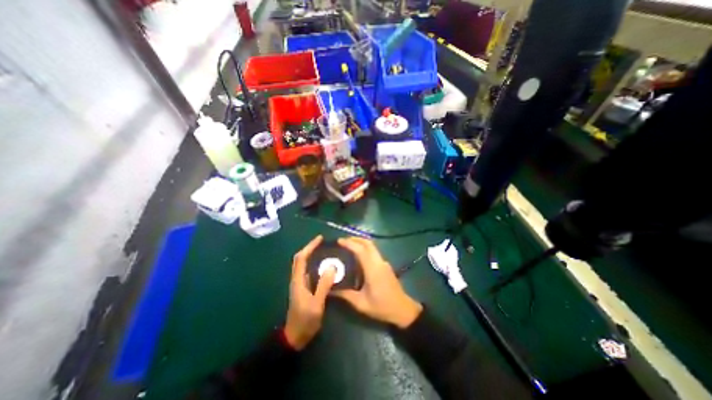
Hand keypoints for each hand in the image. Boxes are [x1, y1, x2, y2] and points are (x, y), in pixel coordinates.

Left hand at [284, 235, 336, 348]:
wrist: (295, 337)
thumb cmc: (305, 320)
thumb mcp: (316, 304)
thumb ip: (323, 285)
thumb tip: (332, 267)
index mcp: (298, 280)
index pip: (301, 258)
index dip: (310, 246)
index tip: (320, 239)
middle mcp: (297, 279)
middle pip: (300, 258)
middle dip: (310, 248)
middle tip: (322, 243)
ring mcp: (299, 284)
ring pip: (303, 264)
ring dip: (311, 255)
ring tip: (324, 251)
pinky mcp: (303, 288)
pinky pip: (308, 271)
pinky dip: (314, 264)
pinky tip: (324, 266)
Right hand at [335, 237, 421, 327]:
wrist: (403, 310)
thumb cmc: (382, 307)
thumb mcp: (361, 303)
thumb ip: (345, 295)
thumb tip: (330, 290)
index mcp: (373, 269)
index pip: (361, 250)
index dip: (350, 243)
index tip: (339, 241)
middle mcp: (379, 262)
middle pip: (368, 243)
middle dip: (355, 239)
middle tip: (343, 241)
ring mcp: (383, 262)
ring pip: (372, 246)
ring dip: (360, 243)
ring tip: (348, 246)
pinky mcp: (385, 265)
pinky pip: (374, 252)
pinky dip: (365, 249)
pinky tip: (357, 256)